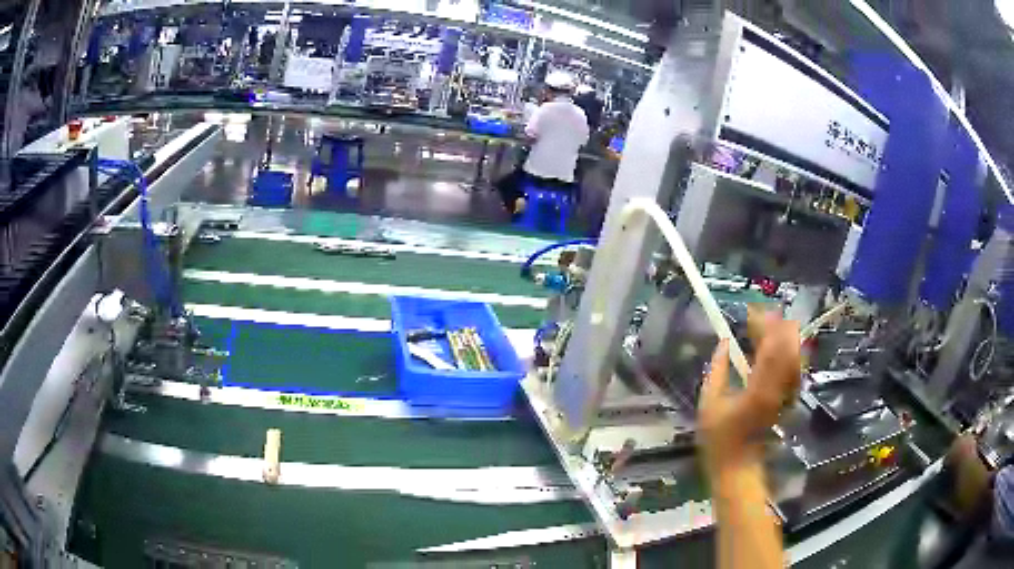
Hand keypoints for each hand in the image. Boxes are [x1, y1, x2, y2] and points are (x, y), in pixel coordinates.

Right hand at [698, 312, 800, 474]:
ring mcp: (786, 393)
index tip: (750, 313)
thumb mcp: (709, 403)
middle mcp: (779, 388)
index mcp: (759, 389)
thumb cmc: (719, 438)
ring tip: (764, 327)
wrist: (738, 466)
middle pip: (788, 346)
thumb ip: (717, 369)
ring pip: (794, 354)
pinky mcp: (787, 397)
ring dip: (782, 336)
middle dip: (776, 325)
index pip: (771, 347)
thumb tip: (723, 342)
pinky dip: (785, 350)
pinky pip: (792, 365)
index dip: (763, 325)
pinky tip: (772, 347)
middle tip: (758, 316)